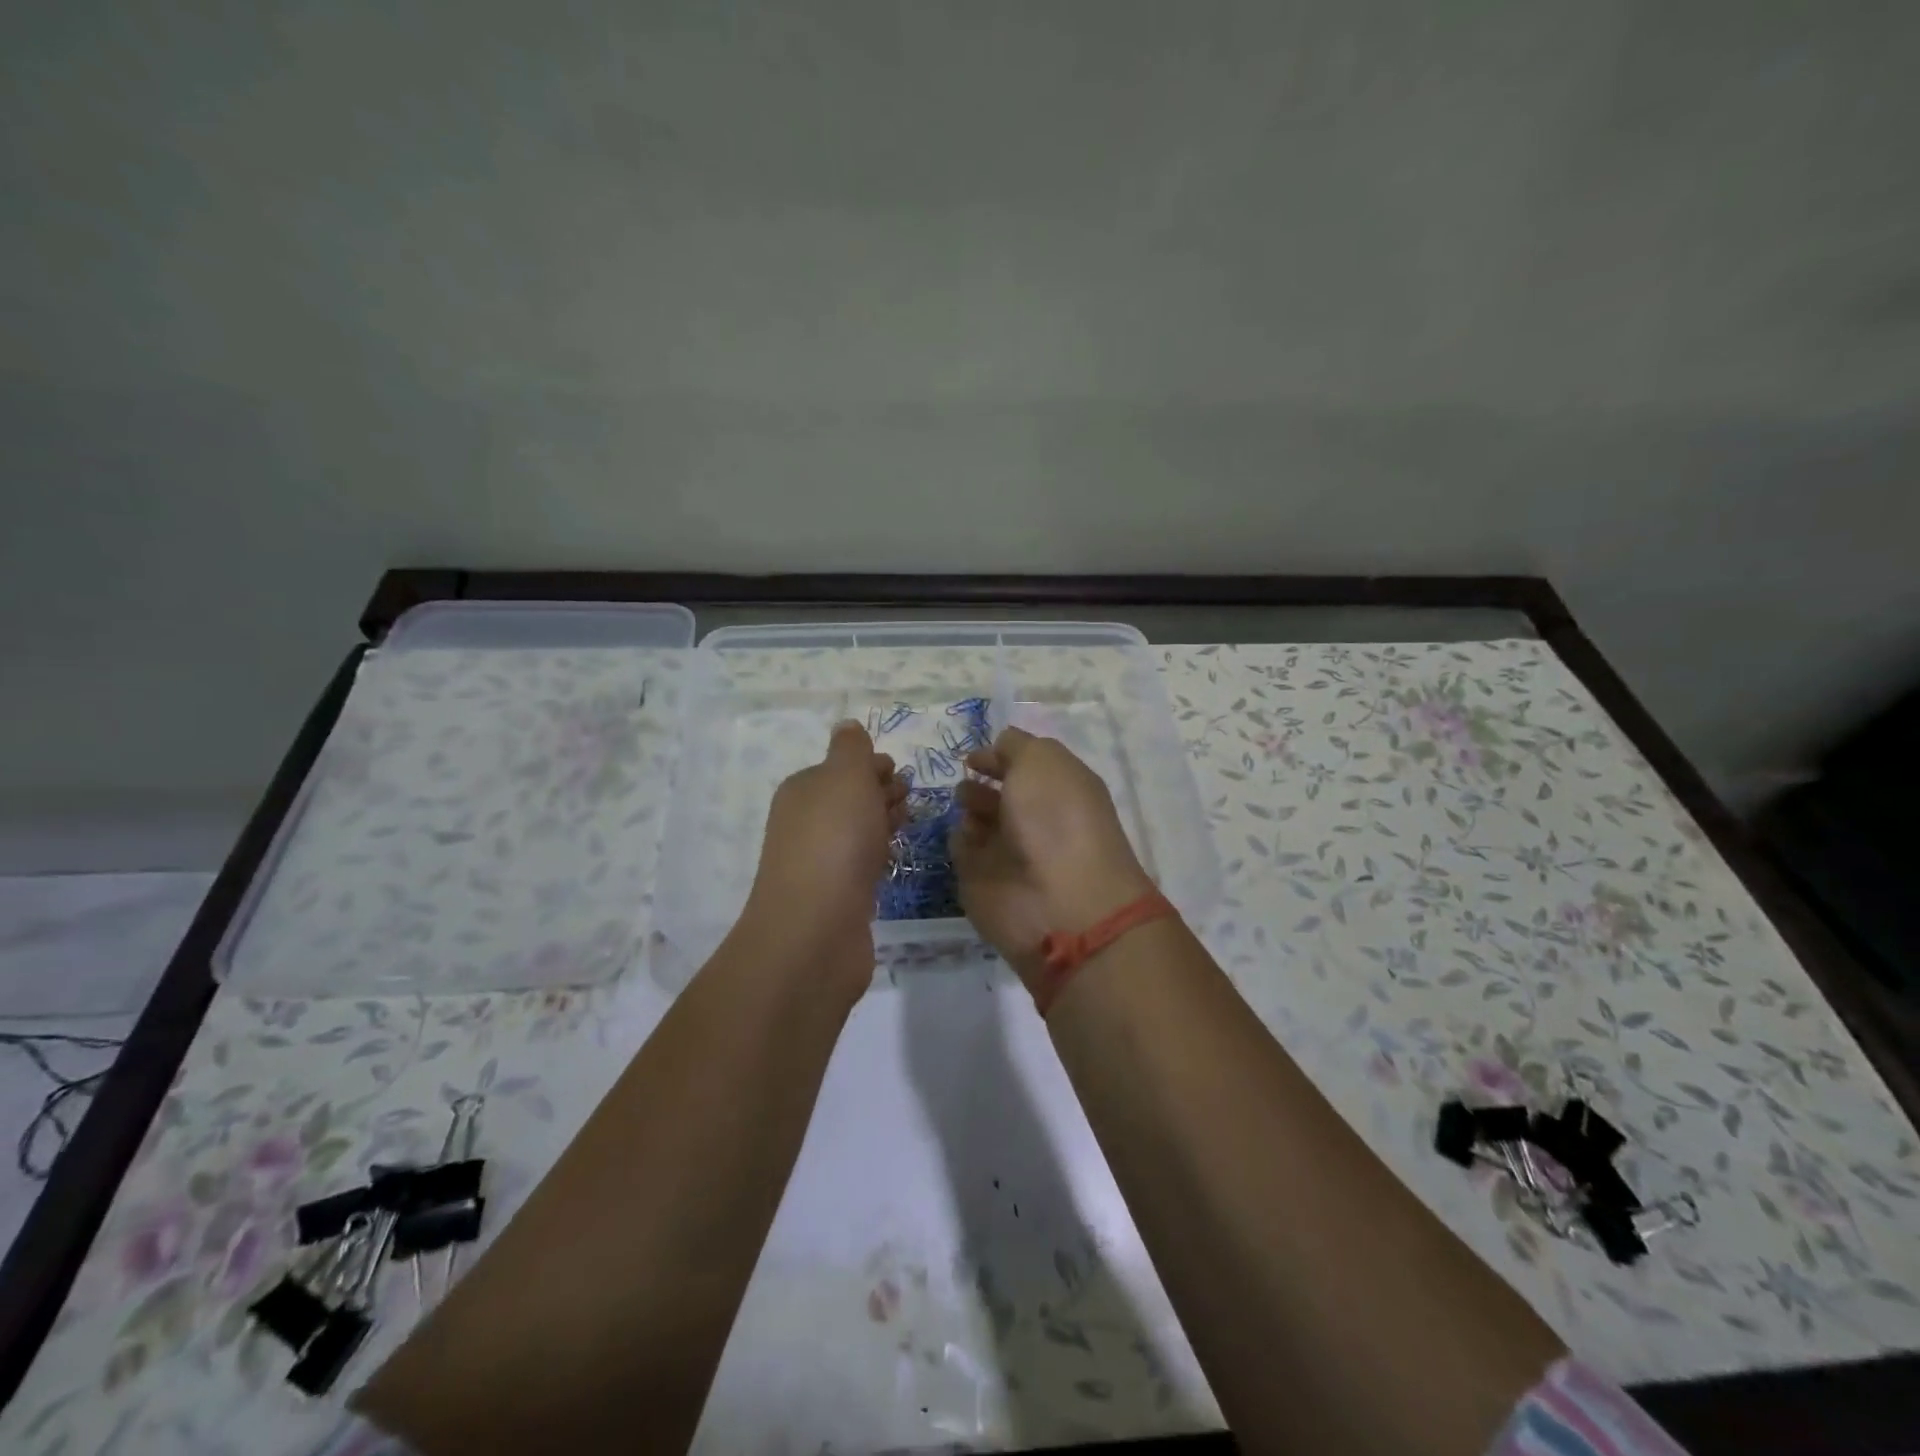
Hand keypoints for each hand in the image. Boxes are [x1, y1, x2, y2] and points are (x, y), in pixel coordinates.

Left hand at [738, 720, 908, 997]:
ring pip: (856, 832)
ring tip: (910, 820)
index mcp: (803, 790)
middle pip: (848, 799)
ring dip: (882, 822)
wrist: (818, 928)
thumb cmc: (835, 839)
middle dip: (879, 792)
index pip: (840, 767)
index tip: (899, 770)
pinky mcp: (837, 896)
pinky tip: (895, 857)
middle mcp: (805, 823)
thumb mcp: (846, 777)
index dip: (870, 765)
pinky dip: (879, 854)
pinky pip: (861, 864)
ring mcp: (819, 862)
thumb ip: (850, 750)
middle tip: (911, 795)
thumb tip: (846, 726)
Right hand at [951, 727, 1153, 992]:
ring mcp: (1009, 851)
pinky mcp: (983, 880)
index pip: (1025, 765)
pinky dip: (959, 839)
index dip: (999, 755)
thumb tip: (999, 746)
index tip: (974, 757)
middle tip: (966, 782)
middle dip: (978, 782)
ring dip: (968, 807)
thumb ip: (1017, 746)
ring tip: (966, 807)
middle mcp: (1036, 818)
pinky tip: (963, 835)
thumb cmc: (1056, 819)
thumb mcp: (1042, 761)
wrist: (1058, 902)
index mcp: (1059, 787)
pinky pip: (962, 849)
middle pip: (999, 792)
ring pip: (977, 820)